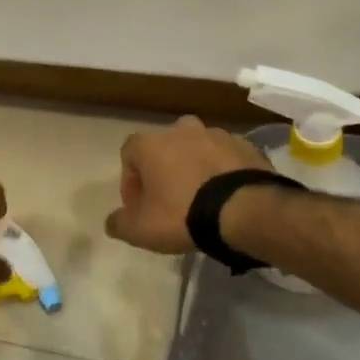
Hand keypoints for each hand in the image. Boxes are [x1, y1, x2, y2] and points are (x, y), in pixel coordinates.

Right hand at [105, 116, 270, 253]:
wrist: (245, 211)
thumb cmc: (182, 214)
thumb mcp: (140, 229)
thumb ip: (119, 223)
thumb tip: (113, 221)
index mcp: (151, 143)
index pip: (129, 154)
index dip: (131, 181)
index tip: (139, 206)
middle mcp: (182, 130)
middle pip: (165, 149)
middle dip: (164, 171)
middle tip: (170, 201)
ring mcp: (217, 134)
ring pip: (197, 150)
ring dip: (194, 169)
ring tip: (202, 201)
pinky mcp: (246, 146)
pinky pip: (225, 158)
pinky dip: (221, 172)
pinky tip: (225, 197)